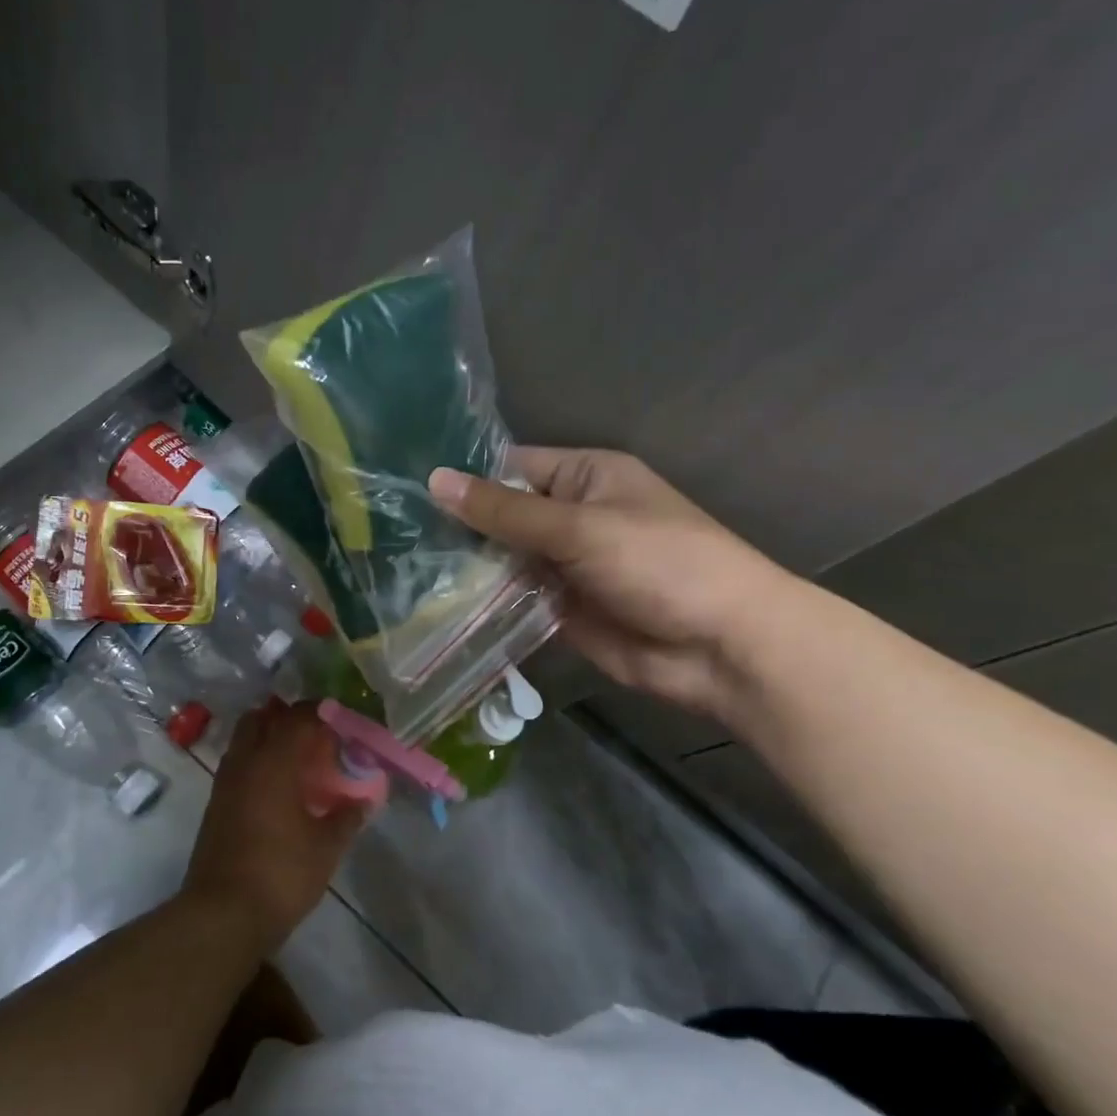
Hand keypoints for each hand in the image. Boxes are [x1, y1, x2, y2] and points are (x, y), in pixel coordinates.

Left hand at [182, 701, 366, 950]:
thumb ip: (347, 817)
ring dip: (269, 738)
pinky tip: (278, 788)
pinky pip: (238, 764)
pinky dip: (257, 761)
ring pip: (245, 740)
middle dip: (288, 718)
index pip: (297, 718)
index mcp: (273, 762)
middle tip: (316, 736)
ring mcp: (225, 782)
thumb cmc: (280, 874)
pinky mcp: (216, 804)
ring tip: (299, 760)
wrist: (222, 915)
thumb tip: (364, 800)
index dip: (320, 713)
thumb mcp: (326, 848)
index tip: (341, 721)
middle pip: (262, 718)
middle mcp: (245, 762)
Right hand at [429, 447, 796, 717]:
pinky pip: (513, 601)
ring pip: (503, 562)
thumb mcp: (579, 527)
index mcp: (584, 478)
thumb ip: (505, 511)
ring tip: (403, 573)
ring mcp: (564, 567)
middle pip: (502, 517)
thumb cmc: (660, 563)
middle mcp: (571, 517)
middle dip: (458, 529)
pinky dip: (484, 605)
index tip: (407, 493)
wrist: (722, 647)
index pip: (510, 468)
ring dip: (466, 570)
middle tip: (394, 538)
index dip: (464, 479)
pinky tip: (435, 608)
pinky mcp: (560, 611)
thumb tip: (435, 480)